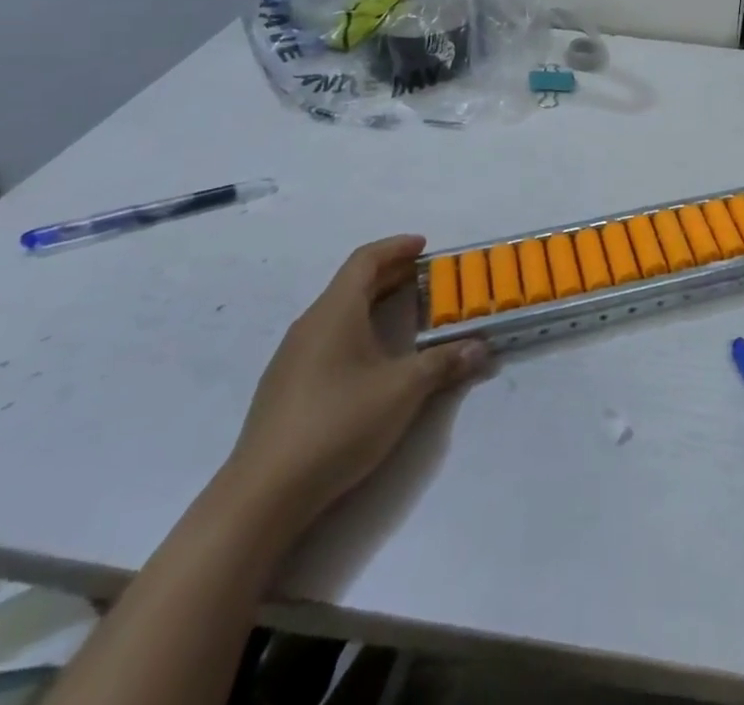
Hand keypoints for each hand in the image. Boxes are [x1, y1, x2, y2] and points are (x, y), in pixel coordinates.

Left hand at [226, 236, 488, 522]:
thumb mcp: (403, 390)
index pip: (365, 260)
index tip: (425, 246)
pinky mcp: (286, 388)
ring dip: (373, 303)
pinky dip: (357, 330)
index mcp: (335, 312)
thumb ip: (444, 362)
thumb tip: (480, 347)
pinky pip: (328, 339)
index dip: (396, 247)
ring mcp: (292, 358)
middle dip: (391, 274)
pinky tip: (373, 358)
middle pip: (352, 284)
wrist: (263, 496)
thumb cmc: (338, 423)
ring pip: (338, 313)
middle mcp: (310, 325)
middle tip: (426, 276)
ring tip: (406, 313)